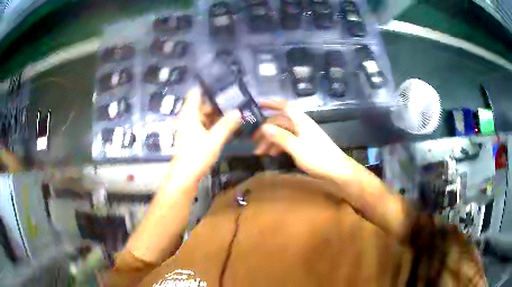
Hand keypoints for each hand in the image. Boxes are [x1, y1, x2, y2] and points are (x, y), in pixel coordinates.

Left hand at [170, 88, 240, 183]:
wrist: (184, 178)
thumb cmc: (196, 156)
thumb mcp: (215, 140)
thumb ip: (227, 124)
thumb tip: (239, 111)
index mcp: (189, 114)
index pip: (196, 92)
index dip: (208, 86)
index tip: (224, 84)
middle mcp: (188, 118)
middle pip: (202, 103)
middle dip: (217, 101)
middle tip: (236, 98)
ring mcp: (190, 128)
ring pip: (204, 115)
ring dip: (217, 113)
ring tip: (235, 109)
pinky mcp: (192, 137)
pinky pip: (204, 124)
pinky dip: (214, 123)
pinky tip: (227, 124)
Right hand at [253, 100, 353, 179]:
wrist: (337, 170)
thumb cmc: (318, 158)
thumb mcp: (296, 148)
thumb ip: (280, 136)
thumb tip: (263, 127)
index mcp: (300, 121)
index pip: (284, 106)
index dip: (271, 103)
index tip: (257, 103)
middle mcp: (301, 124)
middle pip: (280, 122)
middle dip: (266, 130)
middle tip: (253, 142)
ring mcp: (304, 134)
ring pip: (283, 132)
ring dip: (271, 140)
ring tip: (260, 152)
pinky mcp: (305, 144)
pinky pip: (288, 140)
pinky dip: (279, 145)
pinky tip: (273, 153)